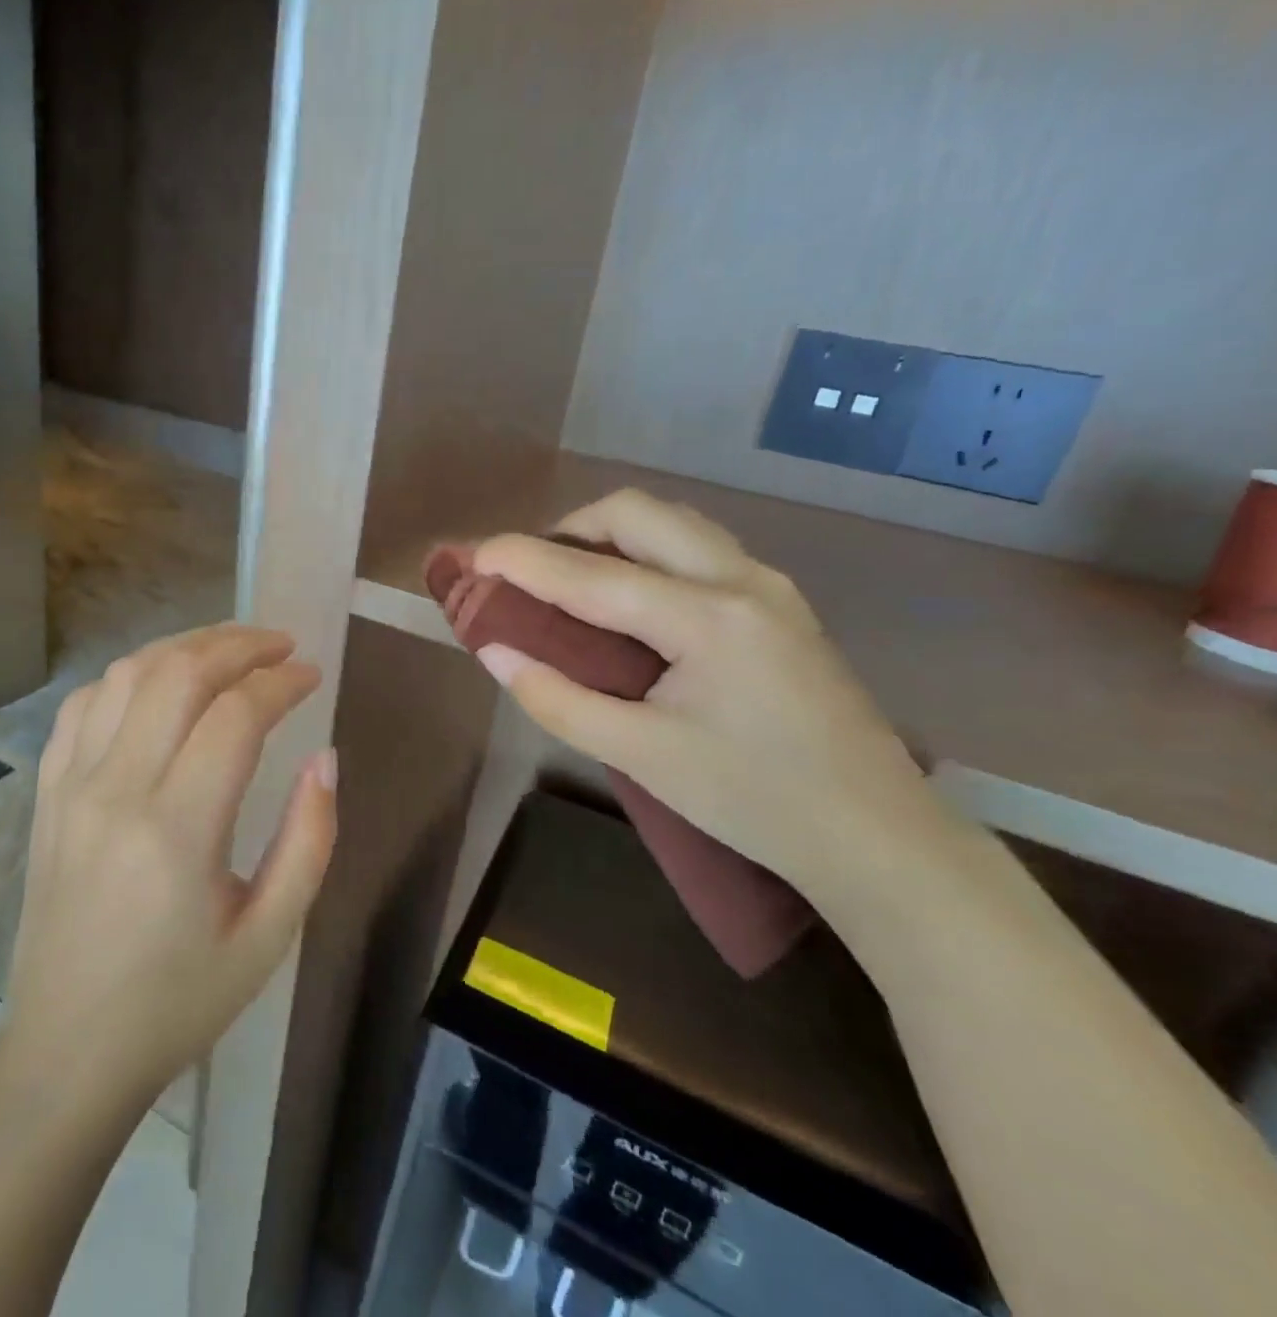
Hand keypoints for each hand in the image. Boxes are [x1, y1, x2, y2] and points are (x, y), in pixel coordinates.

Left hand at [1, 623, 336, 1112]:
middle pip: (179, 674)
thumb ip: (309, 839)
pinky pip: (84, 704)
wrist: (67, 1050)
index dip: (281, 682)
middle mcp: (117, 790)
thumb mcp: (269, 936)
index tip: (311, 675)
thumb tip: (325, 757)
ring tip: (229, 650)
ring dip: (185, 647)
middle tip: (280, 645)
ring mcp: (72, 786)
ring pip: (128, 674)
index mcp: (178, 830)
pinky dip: (129, 676)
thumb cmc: (180, 1001)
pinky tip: (160, 685)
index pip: (235, 715)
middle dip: (238, 645)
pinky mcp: (48, 792)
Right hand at [471, 489, 962, 907]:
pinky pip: (698, 548)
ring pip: (673, 523)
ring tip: (574, 581)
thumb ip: (557, 699)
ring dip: (611, 535)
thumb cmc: (753, 801)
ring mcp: (769, 585)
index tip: (473, 556)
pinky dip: (647, 553)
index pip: (591, 574)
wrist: (877, 836)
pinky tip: (632, 602)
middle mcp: (741, 580)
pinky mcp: (780, 602)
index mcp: (706, 619)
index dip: (522, 560)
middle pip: (638, 513)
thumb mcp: (641, 757)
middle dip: (570, 528)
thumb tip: (495, 653)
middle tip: (532, 574)